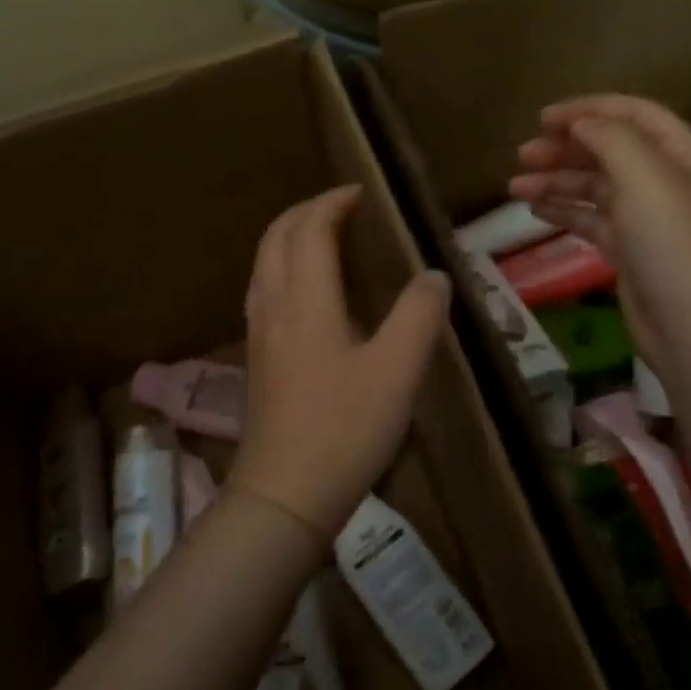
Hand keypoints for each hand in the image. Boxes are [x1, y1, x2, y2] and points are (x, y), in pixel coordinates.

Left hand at [230, 185, 450, 540]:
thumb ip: (419, 316)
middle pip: (275, 238)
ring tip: (322, 240)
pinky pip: (263, 293)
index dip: (333, 203)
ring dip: (289, 239)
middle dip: (305, 212)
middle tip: (341, 209)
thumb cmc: (344, 429)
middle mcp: (273, 308)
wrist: (284, 495)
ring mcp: (259, 336)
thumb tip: (433, 276)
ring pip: (263, 265)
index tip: (362, 194)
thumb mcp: (398, 371)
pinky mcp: (256, 362)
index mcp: (305, 301)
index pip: (309, 230)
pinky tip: (306, 296)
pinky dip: (282, 270)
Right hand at [508, 95, 690, 370]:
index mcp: (682, 153)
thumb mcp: (645, 176)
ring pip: (597, 188)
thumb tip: (581, 123)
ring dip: (557, 182)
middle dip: (565, 149)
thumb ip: (611, 139)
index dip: (587, 109)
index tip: (542, 119)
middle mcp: (667, 180)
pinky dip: (565, 212)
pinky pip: (593, 221)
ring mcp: (649, 218)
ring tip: (514, 186)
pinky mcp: (631, 251)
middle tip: (522, 154)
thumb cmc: (673, 242)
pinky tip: (536, 210)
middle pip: (610, 151)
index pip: (633, 114)